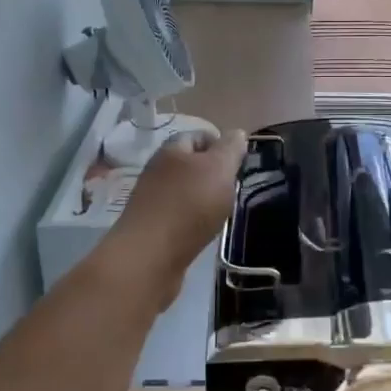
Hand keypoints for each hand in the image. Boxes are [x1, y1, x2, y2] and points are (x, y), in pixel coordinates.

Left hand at [103, 128, 247, 307]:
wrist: (150, 257)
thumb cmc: (189, 206)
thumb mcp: (219, 169)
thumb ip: (230, 149)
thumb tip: (237, 133)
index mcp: (172, 149)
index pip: (200, 136)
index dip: (222, 145)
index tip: (240, 164)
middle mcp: (158, 169)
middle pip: (191, 164)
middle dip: (214, 174)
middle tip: (233, 189)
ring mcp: (151, 199)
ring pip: (185, 190)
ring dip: (203, 198)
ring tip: (221, 212)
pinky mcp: (151, 226)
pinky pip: (178, 215)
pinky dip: (192, 220)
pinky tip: (202, 231)